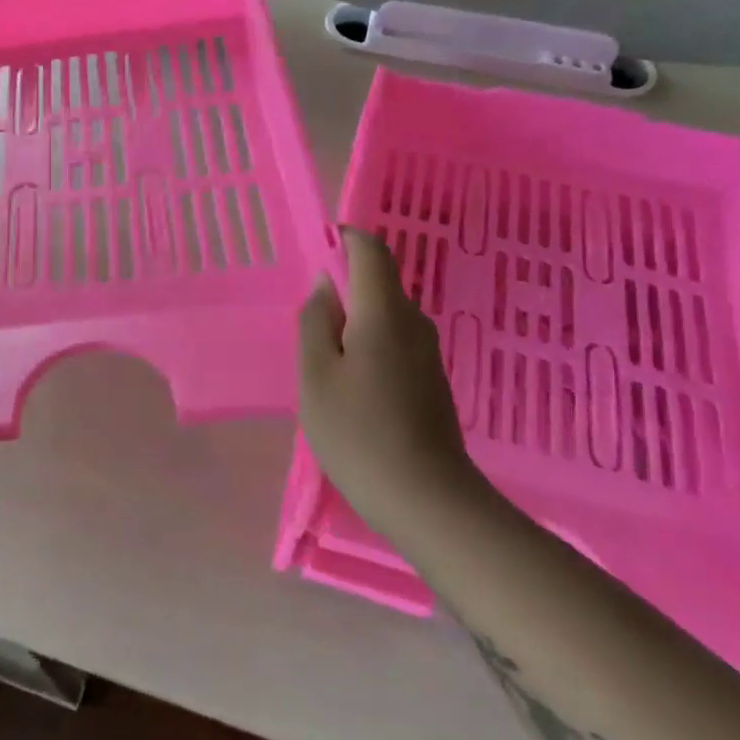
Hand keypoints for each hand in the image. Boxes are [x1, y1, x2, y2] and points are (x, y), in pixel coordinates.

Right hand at [298, 229, 485, 538]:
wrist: (427, 500)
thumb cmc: (358, 432)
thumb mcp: (316, 375)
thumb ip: (314, 321)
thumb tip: (323, 285)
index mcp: (384, 312)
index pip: (370, 250)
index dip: (343, 240)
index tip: (314, 255)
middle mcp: (413, 322)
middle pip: (377, 283)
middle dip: (340, 289)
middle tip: (307, 328)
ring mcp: (427, 353)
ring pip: (383, 315)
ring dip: (352, 323)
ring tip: (323, 365)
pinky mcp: (431, 380)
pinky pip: (394, 342)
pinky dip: (368, 347)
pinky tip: (351, 388)